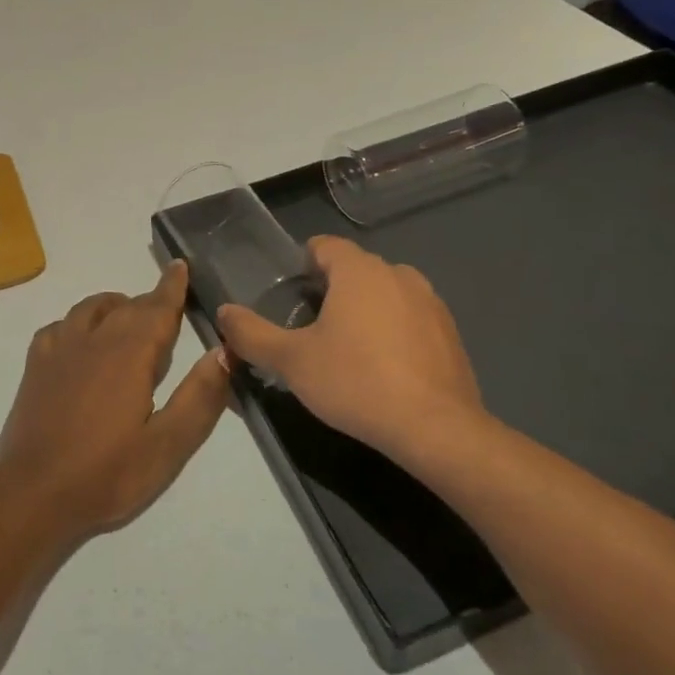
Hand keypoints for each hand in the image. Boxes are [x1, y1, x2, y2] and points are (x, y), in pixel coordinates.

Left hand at [0, 261, 230, 543]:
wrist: (34, 494)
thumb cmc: (107, 473)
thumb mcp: (168, 445)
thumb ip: (199, 397)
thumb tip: (223, 352)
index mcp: (129, 354)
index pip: (157, 308)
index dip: (172, 287)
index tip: (180, 266)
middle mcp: (94, 339)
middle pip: (127, 306)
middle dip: (149, 302)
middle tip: (167, 310)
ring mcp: (59, 349)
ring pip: (90, 309)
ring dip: (114, 307)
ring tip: (127, 321)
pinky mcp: (35, 366)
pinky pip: (59, 326)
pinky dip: (77, 323)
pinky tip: (81, 342)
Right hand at [215, 236, 495, 466]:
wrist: (435, 429)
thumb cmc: (356, 383)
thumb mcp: (292, 361)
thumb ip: (252, 334)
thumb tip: (224, 313)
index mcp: (359, 270)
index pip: (324, 246)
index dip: (302, 264)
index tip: (289, 296)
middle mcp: (398, 274)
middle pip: (354, 269)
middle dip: (331, 290)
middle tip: (309, 329)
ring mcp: (430, 302)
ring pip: (384, 294)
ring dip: (364, 310)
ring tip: (346, 350)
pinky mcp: (450, 333)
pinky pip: (410, 319)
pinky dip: (393, 332)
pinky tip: (383, 369)